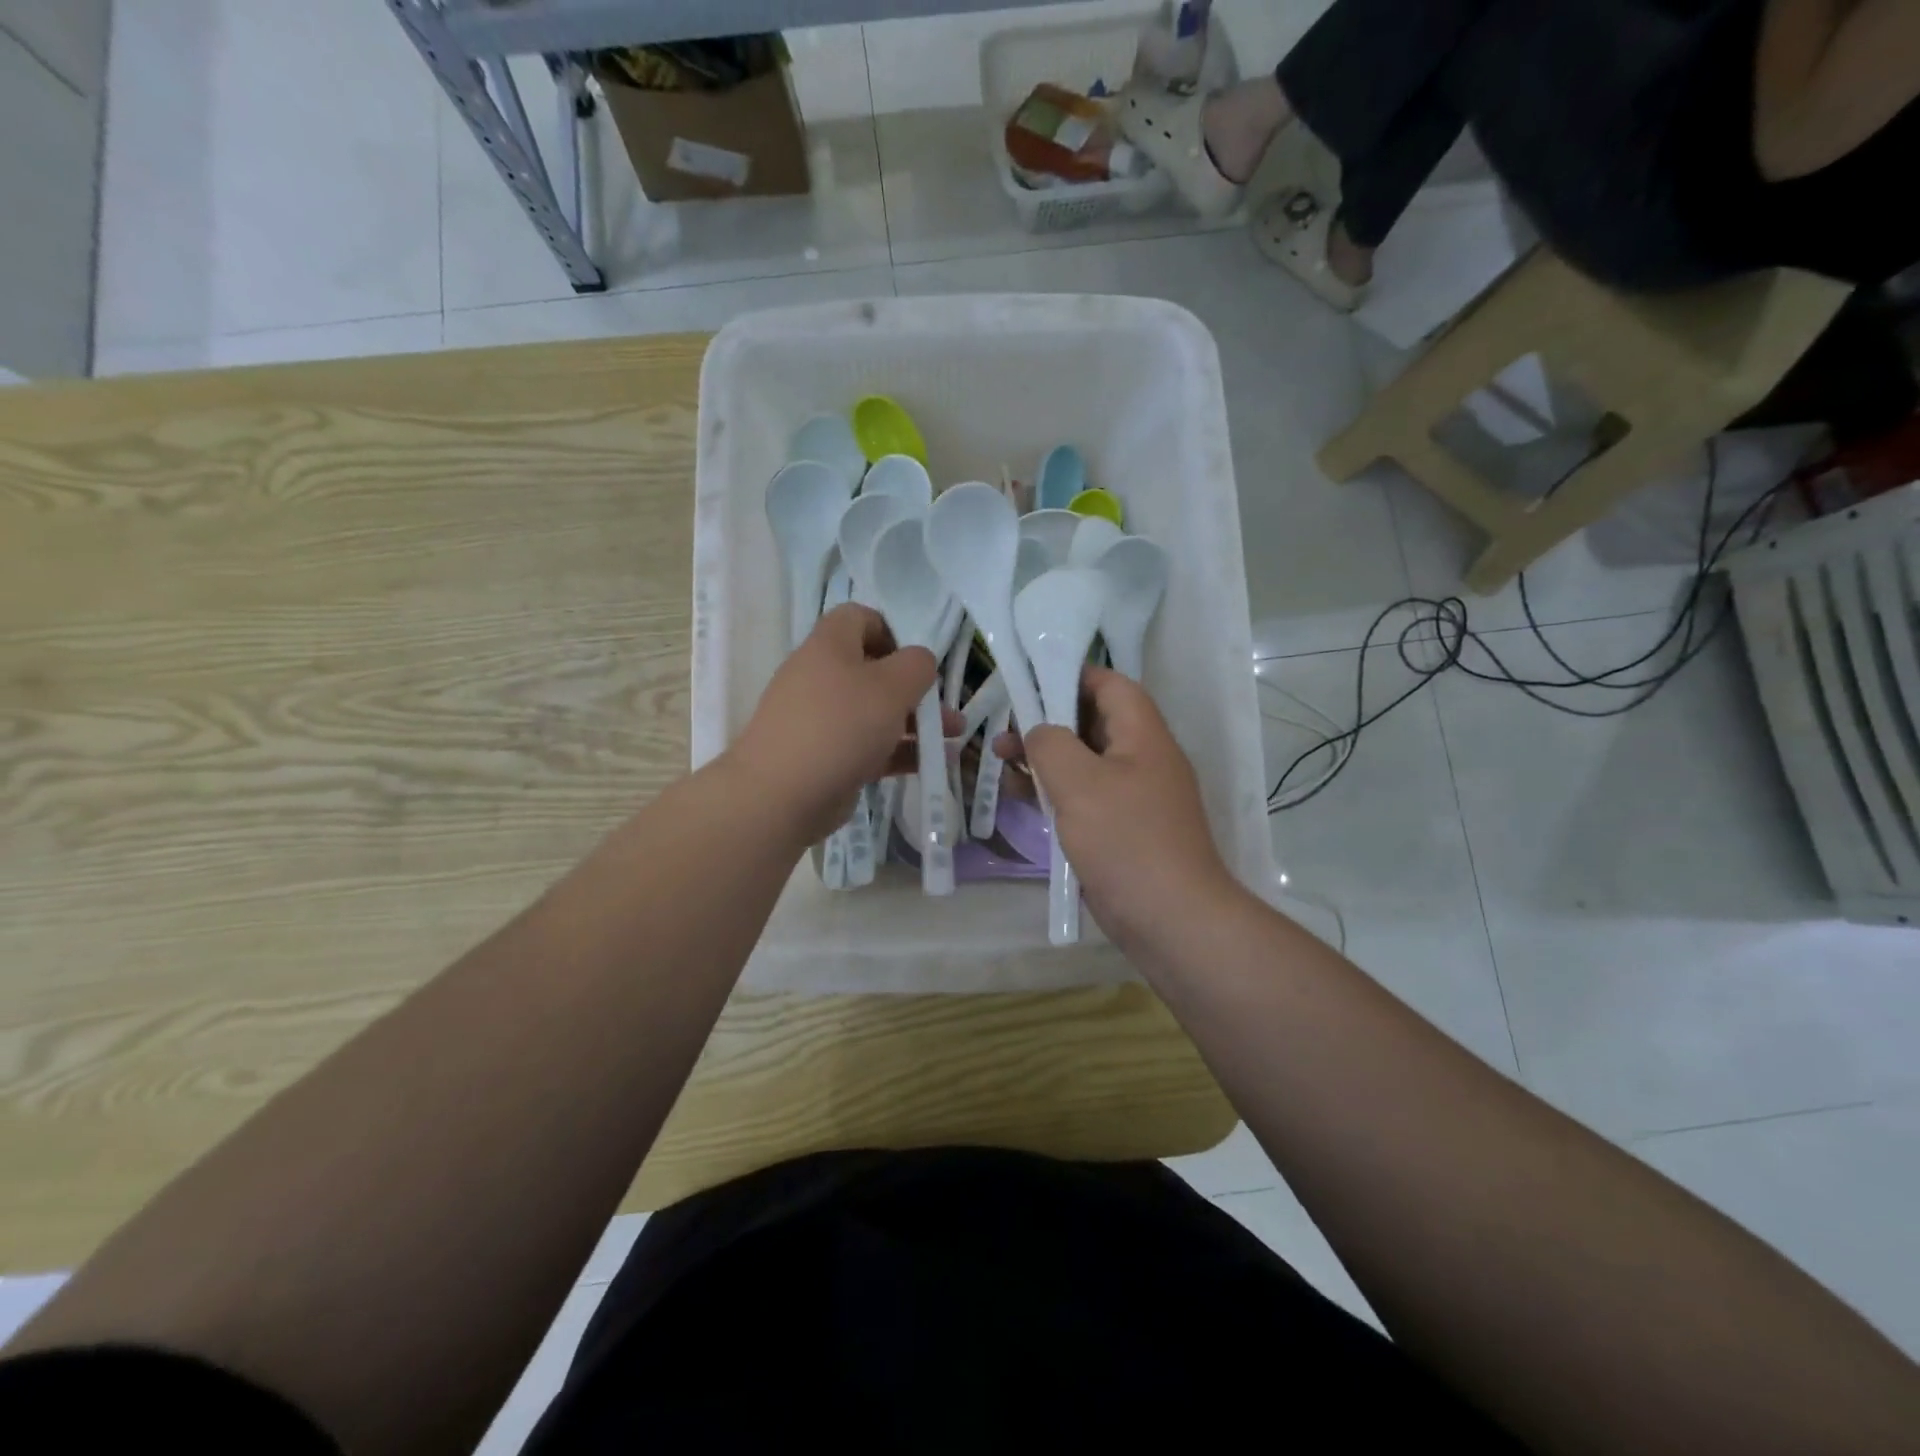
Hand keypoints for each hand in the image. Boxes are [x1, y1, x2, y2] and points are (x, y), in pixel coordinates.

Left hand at [726, 604, 946, 847]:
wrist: (781, 795)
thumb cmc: (840, 726)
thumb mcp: (891, 686)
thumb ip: (917, 665)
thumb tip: (920, 662)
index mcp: (829, 646)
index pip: (859, 618)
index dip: (892, 631)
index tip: (918, 659)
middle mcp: (821, 677)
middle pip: (873, 670)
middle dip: (916, 688)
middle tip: (945, 707)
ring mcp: (821, 720)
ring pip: (875, 712)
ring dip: (915, 722)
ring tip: (953, 738)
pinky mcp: (826, 757)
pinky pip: (869, 746)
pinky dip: (900, 751)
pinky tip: (933, 764)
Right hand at [997, 667, 1238, 942]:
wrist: (1171, 919)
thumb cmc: (1126, 840)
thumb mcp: (1079, 782)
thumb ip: (1051, 744)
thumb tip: (1040, 733)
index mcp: (1143, 735)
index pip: (1111, 685)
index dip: (1072, 676)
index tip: (1029, 681)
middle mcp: (1143, 759)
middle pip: (1093, 722)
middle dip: (1048, 720)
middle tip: (1006, 727)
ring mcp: (1134, 797)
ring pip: (1084, 762)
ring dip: (1045, 758)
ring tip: (1002, 760)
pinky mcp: (1122, 829)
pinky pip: (1085, 797)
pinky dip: (1055, 792)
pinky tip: (1022, 797)